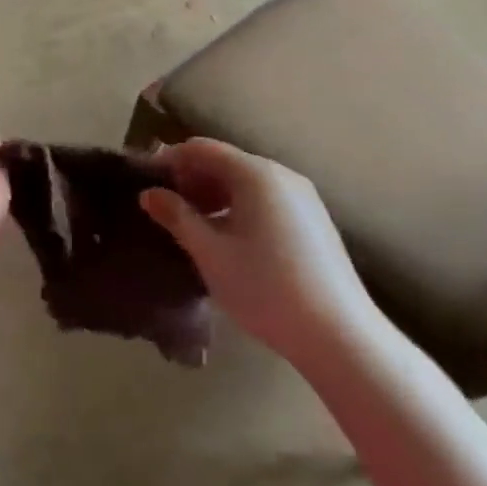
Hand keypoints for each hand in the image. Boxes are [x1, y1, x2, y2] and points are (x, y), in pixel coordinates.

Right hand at [139, 139, 375, 357]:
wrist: (340, 337)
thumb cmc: (265, 288)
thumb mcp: (210, 253)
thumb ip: (176, 216)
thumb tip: (149, 193)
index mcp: (255, 174)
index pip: (202, 148)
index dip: (170, 160)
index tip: (146, 182)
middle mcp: (282, 175)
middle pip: (226, 162)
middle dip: (192, 179)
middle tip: (165, 208)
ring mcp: (303, 198)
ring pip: (246, 182)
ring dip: (214, 195)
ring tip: (192, 226)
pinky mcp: (314, 221)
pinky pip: (266, 199)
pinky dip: (239, 207)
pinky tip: (228, 239)